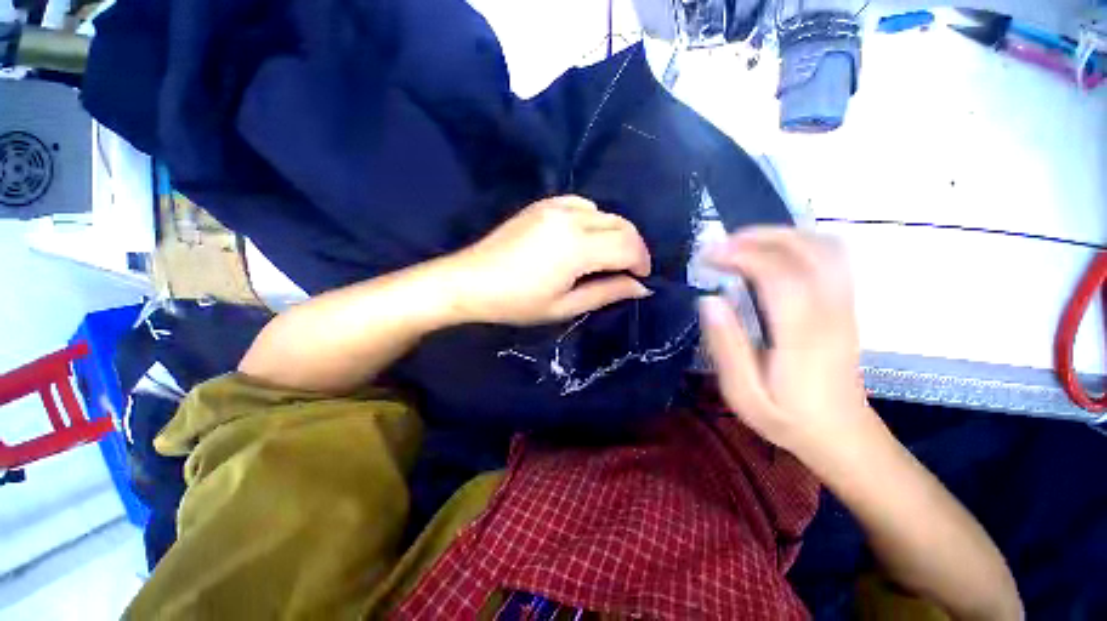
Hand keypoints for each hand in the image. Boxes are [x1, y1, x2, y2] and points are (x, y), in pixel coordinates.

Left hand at [446, 195, 651, 325]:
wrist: (470, 281)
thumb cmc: (517, 302)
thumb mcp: (565, 306)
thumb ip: (607, 293)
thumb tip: (641, 287)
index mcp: (578, 247)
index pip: (628, 246)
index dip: (642, 262)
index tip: (641, 280)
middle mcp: (572, 218)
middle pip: (622, 224)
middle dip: (634, 248)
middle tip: (629, 271)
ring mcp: (555, 206)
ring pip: (605, 212)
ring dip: (615, 234)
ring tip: (608, 257)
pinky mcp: (543, 204)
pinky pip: (582, 204)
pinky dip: (595, 220)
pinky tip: (585, 238)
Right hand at [699, 227, 875, 457]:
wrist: (842, 435)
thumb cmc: (787, 418)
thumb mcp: (743, 394)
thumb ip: (726, 346)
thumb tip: (709, 300)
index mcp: (802, 335)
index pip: (779, 275)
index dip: (742, 255)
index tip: (708, 256)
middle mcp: (830, 311)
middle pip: (807, 250)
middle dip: (759, 237)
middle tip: (720, 245)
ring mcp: (844, 305)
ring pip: (824, 247)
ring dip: (780, 235)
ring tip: (742, 244)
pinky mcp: (845, 304)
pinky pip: (831, 257)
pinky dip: (798, 242)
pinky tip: (772, 252)